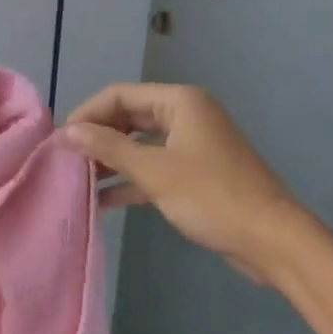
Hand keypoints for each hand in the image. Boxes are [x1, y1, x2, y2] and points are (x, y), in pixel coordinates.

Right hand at [63, 83, 305, 285]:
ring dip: (112, 160)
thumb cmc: (211, 196)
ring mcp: (192, 145)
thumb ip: (109, 148)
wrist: (270, 239)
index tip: (61, 140)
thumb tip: (68, 132)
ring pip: (140, 144)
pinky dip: (131, 180)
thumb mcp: (154, 171)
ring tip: (79, 180)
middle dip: (98, 137)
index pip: (120, 94)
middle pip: (129, 116)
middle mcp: (186, 115)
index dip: (88, 113)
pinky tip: (104, 201)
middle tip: (67, 160)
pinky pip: (154, 167)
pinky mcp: (195, 173)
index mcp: (180, 102)